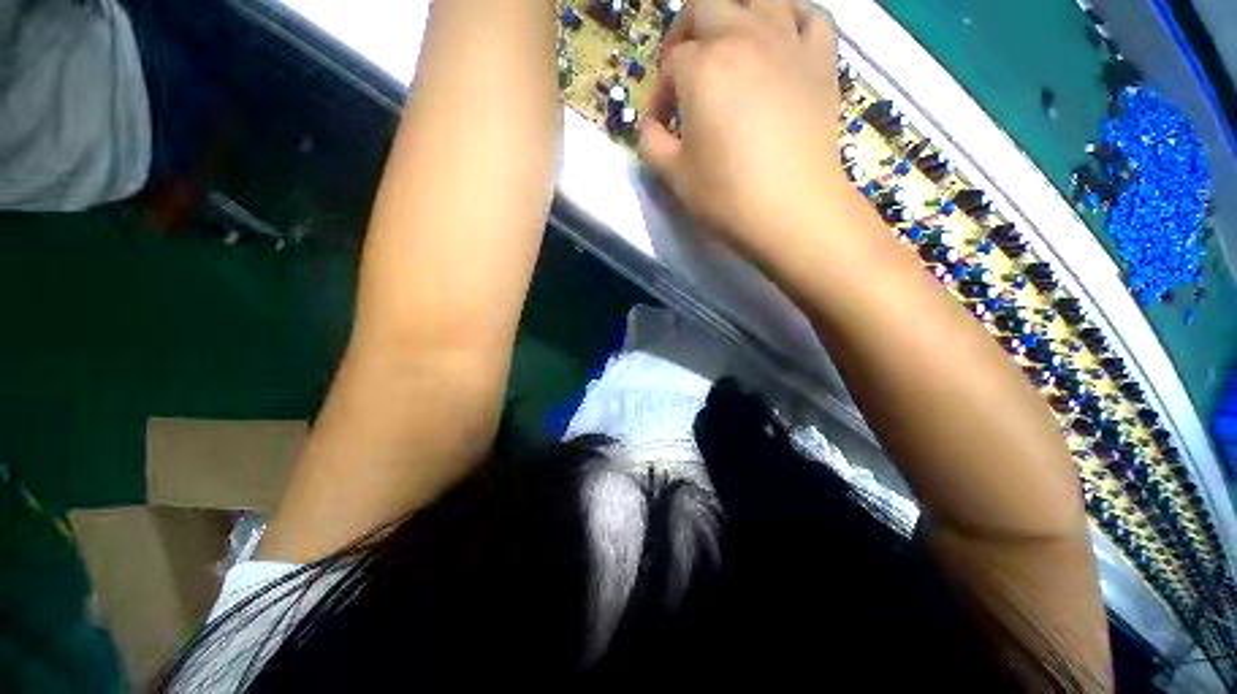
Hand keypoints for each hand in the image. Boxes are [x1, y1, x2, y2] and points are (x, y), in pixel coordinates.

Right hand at [640, 0, 843, 255]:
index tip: (661, 124)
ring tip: (728, 45)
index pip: (670, 65)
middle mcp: (743, 38)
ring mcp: (787, 43)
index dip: (660, 93)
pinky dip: (792, 18)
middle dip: (684, 35)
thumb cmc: (727, 196)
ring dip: (734, 13)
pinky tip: (781, 38)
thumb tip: (650, 126)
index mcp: (702, 68)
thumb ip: (651, 143)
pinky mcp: (821, 61)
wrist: (792, 211)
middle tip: (682, 70)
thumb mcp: (674, 176)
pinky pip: (811, 15)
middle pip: (705, 7)